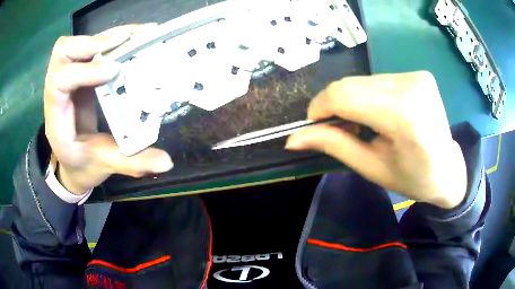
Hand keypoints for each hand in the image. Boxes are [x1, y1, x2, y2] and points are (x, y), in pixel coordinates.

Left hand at [44, 25, 172, 194]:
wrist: (73, 162)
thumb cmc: (82, 165)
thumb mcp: (103, 165)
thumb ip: (131, 163)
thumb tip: (166, 163)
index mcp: (56, 118)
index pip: (59, 82)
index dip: (84, 71)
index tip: (114, 70)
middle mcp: (57, 92)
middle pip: (62, 53)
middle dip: (91, 42)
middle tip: (123, 40)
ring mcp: (69, 79)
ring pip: (76, 45)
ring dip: (104, 36)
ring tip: (133, 35)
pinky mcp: (81, 74)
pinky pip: (90, 48)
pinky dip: (110, 40)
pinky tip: (131, 39)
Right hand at [286, 72, 466, 208]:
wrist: (448, 170)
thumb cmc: (413, 178)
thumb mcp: (371, 168)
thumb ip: (333, 145)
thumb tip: (292, 139)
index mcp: (404, 117)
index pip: (345, 95)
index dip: (321, 106)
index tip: (313, 123)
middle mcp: (411, 87)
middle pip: (352, 84)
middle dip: (336, 105)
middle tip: (340, 128)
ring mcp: (417, 76)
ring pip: (363, 80)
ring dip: (354, 100)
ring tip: (365, 124)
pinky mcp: (418, 74)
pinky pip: (379, 79)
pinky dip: (370, 95)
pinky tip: (380, 113)